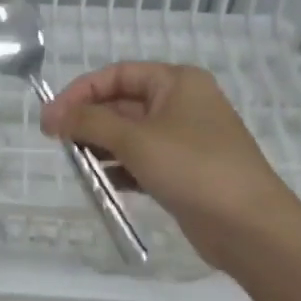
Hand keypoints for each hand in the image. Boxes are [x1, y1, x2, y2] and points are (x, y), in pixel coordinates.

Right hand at [39, 63, 300, 272]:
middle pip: (122, 103)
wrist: (250, 225)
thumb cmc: (193, 168)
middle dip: (89, 121)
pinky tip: (101, 183)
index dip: (80, 92)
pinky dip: (120, 168)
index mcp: (176, 82)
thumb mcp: (135, 140)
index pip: (117, 75)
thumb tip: (51, 114)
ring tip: (76, 164)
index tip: (50, 118)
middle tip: (56, 143)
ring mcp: (183, 139)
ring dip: (101, 146)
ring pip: (130, 135)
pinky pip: (142, 161)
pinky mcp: (183, 170)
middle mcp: (181, 104)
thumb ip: (89, 122)